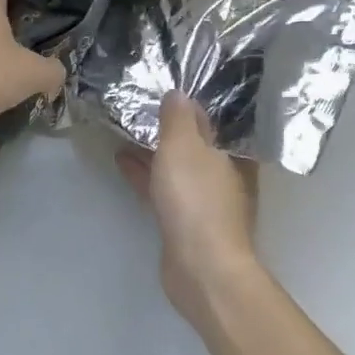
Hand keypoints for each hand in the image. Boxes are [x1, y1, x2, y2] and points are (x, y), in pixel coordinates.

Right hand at [115, 92, 261, 331]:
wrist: (202, 268)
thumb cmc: (197, 200)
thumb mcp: (183, 147)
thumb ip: (179, 118)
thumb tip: (179, 93)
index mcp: (232, 153)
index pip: (213, 119)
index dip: (191, 103)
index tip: (166, 86)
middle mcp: (225, 174)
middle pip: (195, 143)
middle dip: (169, 127)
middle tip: (140, 104)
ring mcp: (205, 200)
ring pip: (176, 166)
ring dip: (152, 150)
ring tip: (124, 129)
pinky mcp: (185, 222)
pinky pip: (163, 187)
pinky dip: (145, 173)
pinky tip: (122, 160)